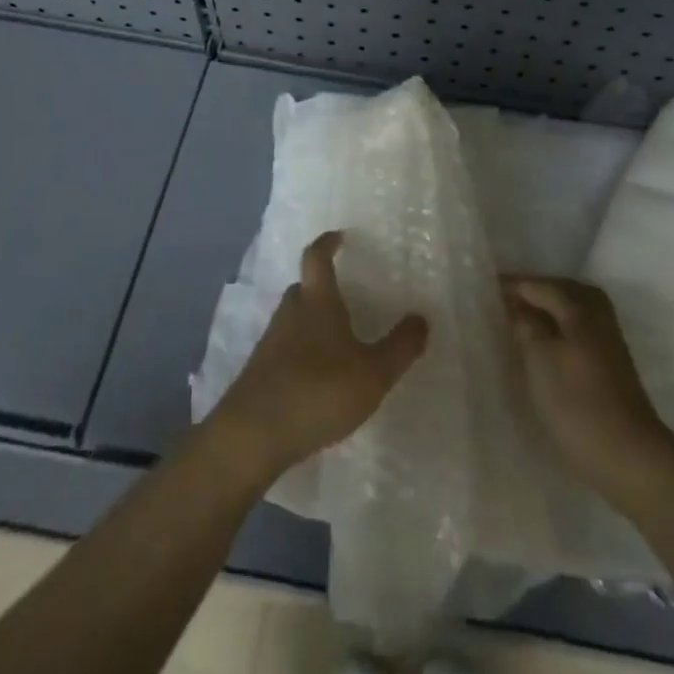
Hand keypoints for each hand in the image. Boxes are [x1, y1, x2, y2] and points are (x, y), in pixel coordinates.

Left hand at [209, 231, 428, 486]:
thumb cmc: (318, 391)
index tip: (338, 236)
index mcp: (317, 302)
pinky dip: (301, 352)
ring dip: (312, 322)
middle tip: (345, 296)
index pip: (317, 258)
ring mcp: (270, 342)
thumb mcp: (372, 373)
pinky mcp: (260, 372)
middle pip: (304, 288)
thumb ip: (400, 347)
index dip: (327, 243)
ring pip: (294, 319)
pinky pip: (285, 348)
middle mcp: (290, 313)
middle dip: (322, 288)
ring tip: (336, 340)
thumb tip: (422, 318)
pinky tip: (317, 377)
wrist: (251, 436)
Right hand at [502, 276, 673, 499]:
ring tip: (518, 321)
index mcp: (580, 306)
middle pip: (558, 291)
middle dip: (531, 294)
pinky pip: (577, 328)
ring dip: (545, 311)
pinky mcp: (610, 359)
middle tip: (500, 302)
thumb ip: (525, 325)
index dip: (511, 286)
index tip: (484, 288)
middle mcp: (597, 312)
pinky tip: (542, 344)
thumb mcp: (540, 360)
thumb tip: (517, 306)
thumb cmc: (577, 403)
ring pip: (569, 310)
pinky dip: (557, 327)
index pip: (539, 285)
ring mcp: (607, 336)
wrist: (628, 454)